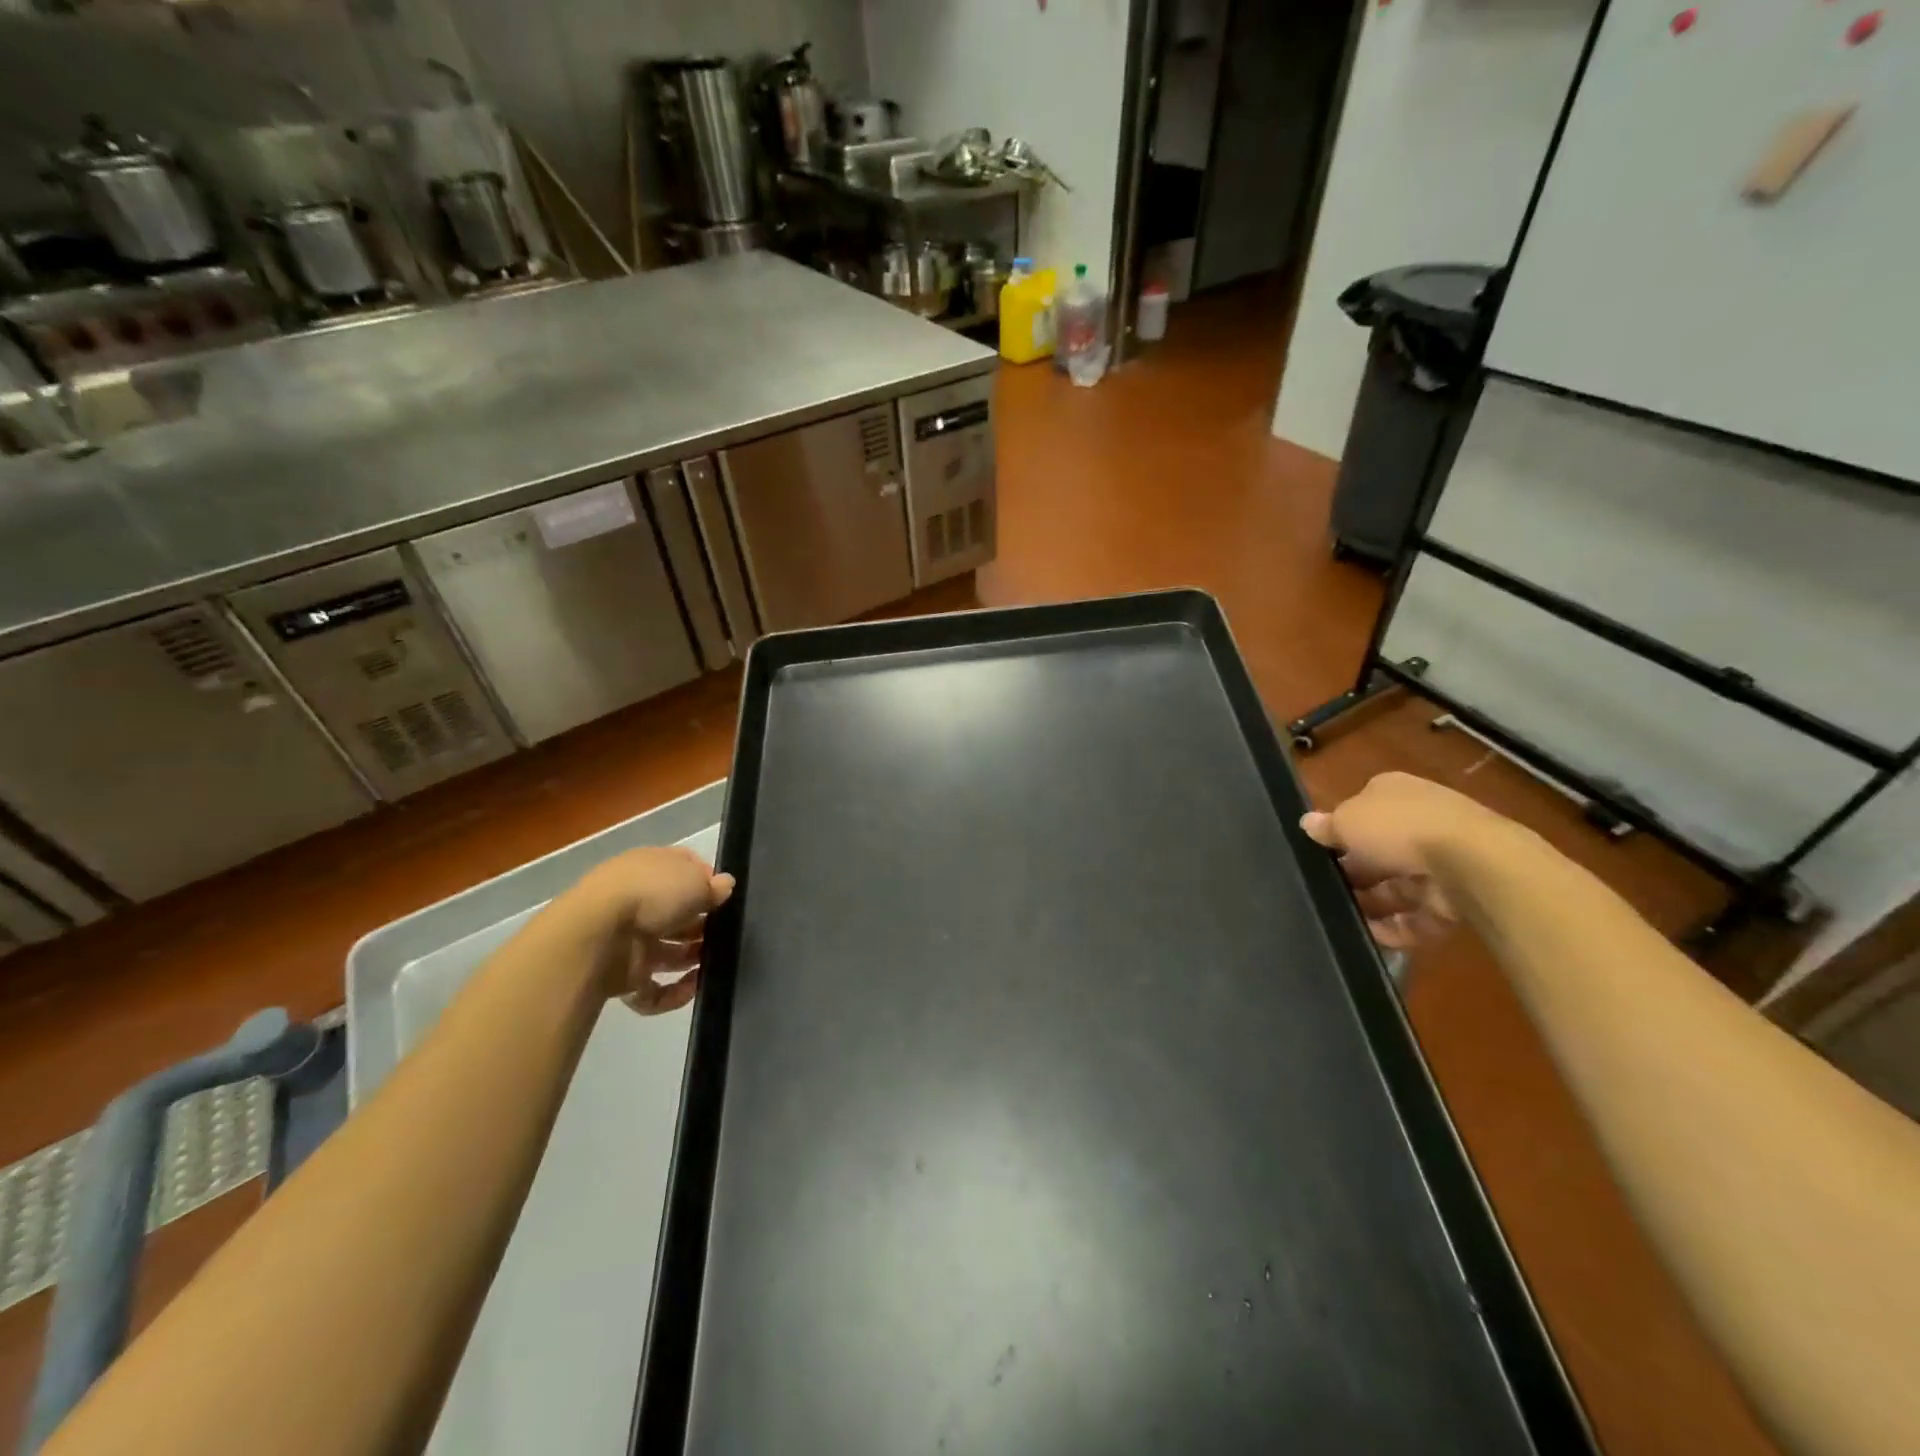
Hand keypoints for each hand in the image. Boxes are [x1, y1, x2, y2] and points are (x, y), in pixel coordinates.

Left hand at [580, 846, 734, 1013]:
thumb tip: (724, 886)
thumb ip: (714, 886)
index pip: (682, 870)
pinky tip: (692, 988)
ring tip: (714, 963)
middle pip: (675, 914)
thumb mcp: (696, 880)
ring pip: (665, 952)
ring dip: (690, 959)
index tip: (725, 897)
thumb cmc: (651, 894)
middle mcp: (636, 901)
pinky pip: (652, 988)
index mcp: (650, 868)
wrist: (596, 935)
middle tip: (724, 934)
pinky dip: (672, 993)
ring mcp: (626, 939)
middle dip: (701, 926)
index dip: (705, 882)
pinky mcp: (620, 976)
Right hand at [1300, 772, 1494, 948]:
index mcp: (1395, 793)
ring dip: (1372, 903)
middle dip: (1356, 872)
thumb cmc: (1398, 828)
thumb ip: (1327, 826)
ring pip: (1399, 886)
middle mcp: (1421, 821)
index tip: (1322, 852)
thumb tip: (1307, 823)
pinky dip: (1397, 927)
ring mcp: (1443, 861)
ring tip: (1344, 918)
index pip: (1363, 809)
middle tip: (1328, 890)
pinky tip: (1372, 936)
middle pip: (1380, 850)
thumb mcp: (1347, 820)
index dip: (1342, 830)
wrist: (1472, 863)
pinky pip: (1420, 915)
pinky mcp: (1457, 898)